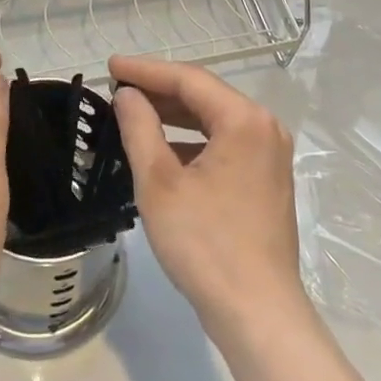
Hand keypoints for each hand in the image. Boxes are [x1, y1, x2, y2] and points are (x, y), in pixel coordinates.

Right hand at [109, 54, 309, 346]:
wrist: (257, 314)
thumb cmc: (205, 244)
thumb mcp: (159, 183)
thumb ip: (140, 128)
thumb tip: (128, 95)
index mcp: (244, 120)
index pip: (188, 79)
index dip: (145, 70)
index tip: (110, 66)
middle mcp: (264, 127)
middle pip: (204, 95)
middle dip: (159, 90)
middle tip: (118, 87)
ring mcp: (270, 154)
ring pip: (214, 119)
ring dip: (174, 115)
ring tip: (134, 112)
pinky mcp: (267, 178)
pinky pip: (225, 143)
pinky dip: (192, 140)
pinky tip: (163, 149)